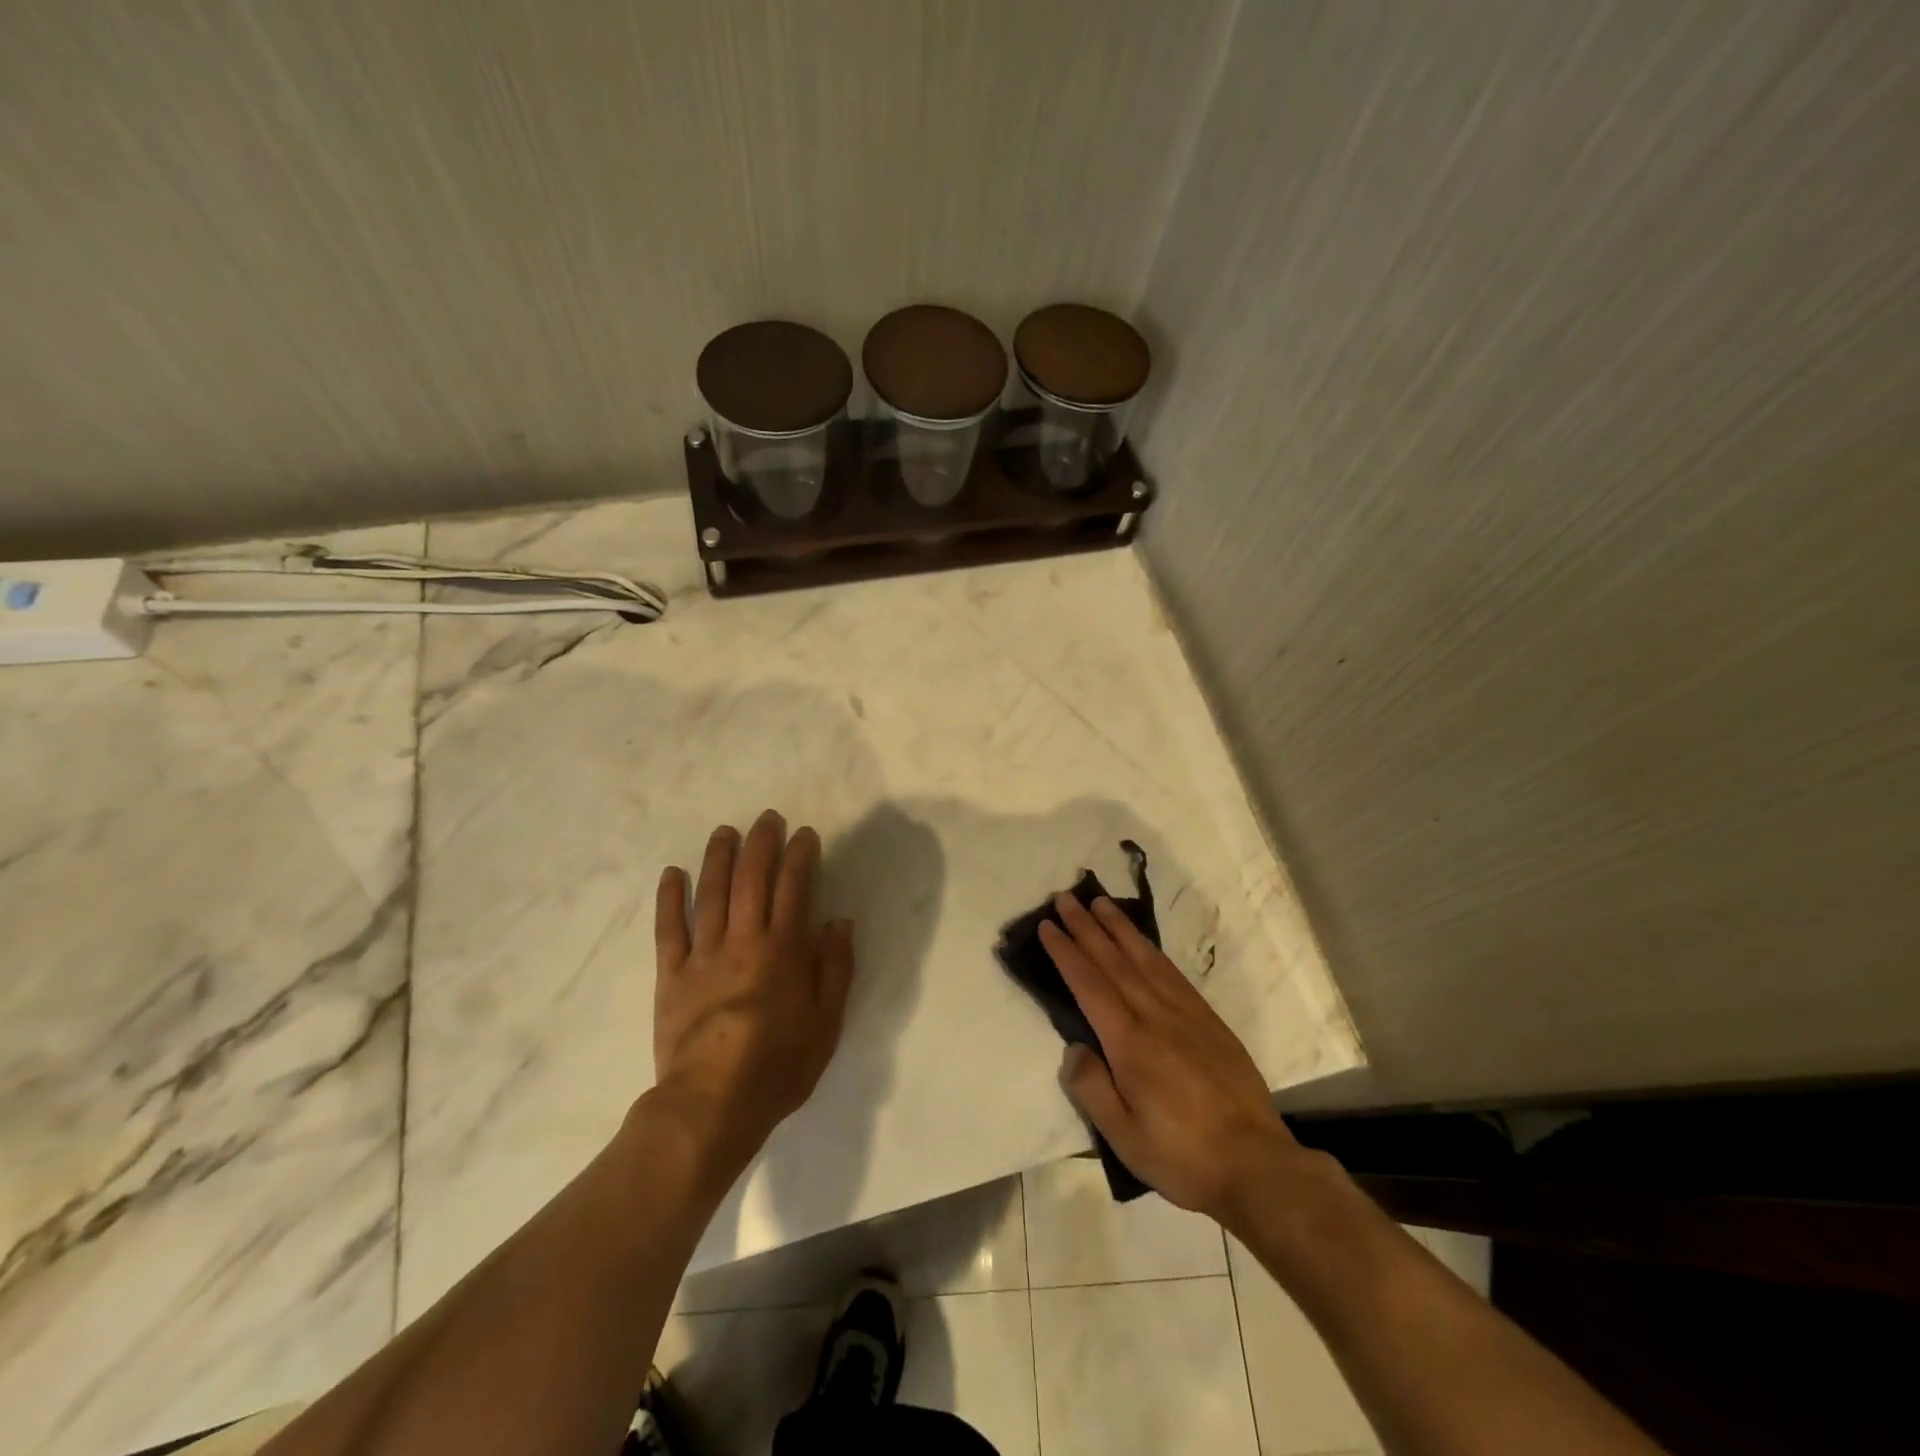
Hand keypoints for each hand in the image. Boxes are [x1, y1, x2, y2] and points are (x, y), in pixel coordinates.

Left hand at [652, 810, 854, 1164]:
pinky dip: (670, 898)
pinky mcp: (672, 975)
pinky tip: (672, 873)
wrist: (711, 1105)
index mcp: (783, 950)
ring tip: (725, 831)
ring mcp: (703, 955)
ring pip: (710, 893)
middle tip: (767, 818)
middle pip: (751, 879)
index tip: (805, 835)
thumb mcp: (826, 1023)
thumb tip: (838, 923)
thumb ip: (835, 968)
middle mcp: (743, 940)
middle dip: (761, 843)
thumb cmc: (778, 1066)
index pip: (794, 887)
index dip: (800, 856)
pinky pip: (669, 928)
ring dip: (718, 857)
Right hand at [1040, 894, 1301, 1222]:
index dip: (1066, 952)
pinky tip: (1142, 943)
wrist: (1256, 1164)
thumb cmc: (1182, 1155)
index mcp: (1129, 1043)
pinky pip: (1172, 972)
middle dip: (1086, 927)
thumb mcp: (1124, 1137)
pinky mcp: (1208, 1019)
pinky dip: (1151, 950)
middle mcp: (1155, 1016)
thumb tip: (1074, 1047)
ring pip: (1145, 958)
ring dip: (1119, 928)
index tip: (1047, 926)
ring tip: (1100, 903)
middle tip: (1065, 898)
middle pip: (1114, 961)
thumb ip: (1092, 1088)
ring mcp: (1185, 1013)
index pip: (1089, 985)